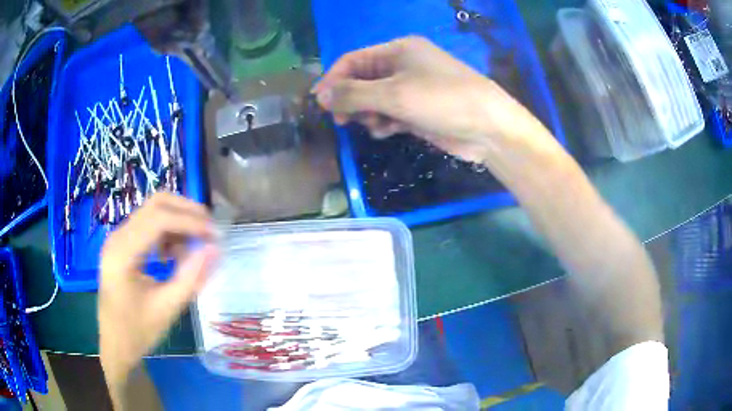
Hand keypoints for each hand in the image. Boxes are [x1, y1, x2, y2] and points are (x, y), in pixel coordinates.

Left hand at [98, 193, 217, 400]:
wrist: (115, 343)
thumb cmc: (138, 332)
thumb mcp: (167, 309)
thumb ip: (191, 277)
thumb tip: (215, 249)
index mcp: (123, 253)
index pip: (158, 219)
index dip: (190, 221)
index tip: (215, 235)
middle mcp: (118, 237)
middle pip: (155, 204)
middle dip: (186, 211)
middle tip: (209, 230)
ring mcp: (119, 238)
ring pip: (153, 211)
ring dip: (178, 222)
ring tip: (194, 247)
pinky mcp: (123, 244)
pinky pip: (149, 225)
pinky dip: (168, 232)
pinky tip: (174, 255)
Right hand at [313, 36, 546, 162]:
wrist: (487, 128)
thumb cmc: (441, 100)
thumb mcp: (394, 94)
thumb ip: (354, 94)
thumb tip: (322, 96)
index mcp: (398, 50)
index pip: (353, 60)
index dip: (333, 80)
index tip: (319, 103)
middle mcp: (403, 66)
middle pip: (362, 80)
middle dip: (350, 100)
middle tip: (342, 121)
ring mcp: (411, 89)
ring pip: (374, 99)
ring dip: (367, 113)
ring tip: (371, 125)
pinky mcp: (418, 110)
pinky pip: (389, 114)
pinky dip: (383, 122)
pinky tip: (386, 131)